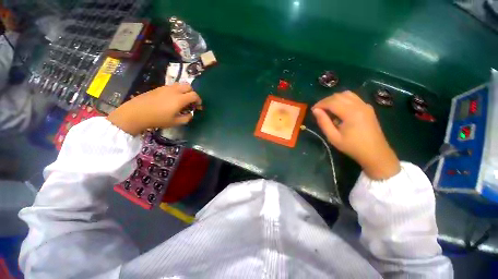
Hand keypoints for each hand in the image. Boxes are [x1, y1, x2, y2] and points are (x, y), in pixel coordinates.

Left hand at [107, 83, 200, 135]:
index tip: (198, 106)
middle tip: (191, 102)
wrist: (136, 113)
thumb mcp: (175, 122)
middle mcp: (174, 90)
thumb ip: (187, 118)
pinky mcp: (159, 88)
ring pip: (180, 85)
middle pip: (188, 86)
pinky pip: (172, 86)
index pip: (194, 95)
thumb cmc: (158, 119)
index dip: (199, 100)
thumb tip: (190, 114)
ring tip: (182, 100)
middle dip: (192, 93)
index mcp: (180, 99)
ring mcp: (166, 88)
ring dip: (184, 91)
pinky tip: (172, 99)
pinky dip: (176, 91)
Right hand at [312, 91, 399, 179]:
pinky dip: (343, 100)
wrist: (375, 153)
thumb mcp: (333, 137)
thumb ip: (323, 122)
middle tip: (318, 110)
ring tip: (328, 109)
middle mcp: (359, 105)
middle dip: (326, 101)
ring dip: (334, 99)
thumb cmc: (352, 147)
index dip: (320, 104)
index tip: (313, 110)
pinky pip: (353, 98)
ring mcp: (365, 105)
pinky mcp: (368, 108)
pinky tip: (339, 109)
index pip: (332, 102)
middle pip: (339, 96)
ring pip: (346, 94)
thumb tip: (315, 111)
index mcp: (351, 113)